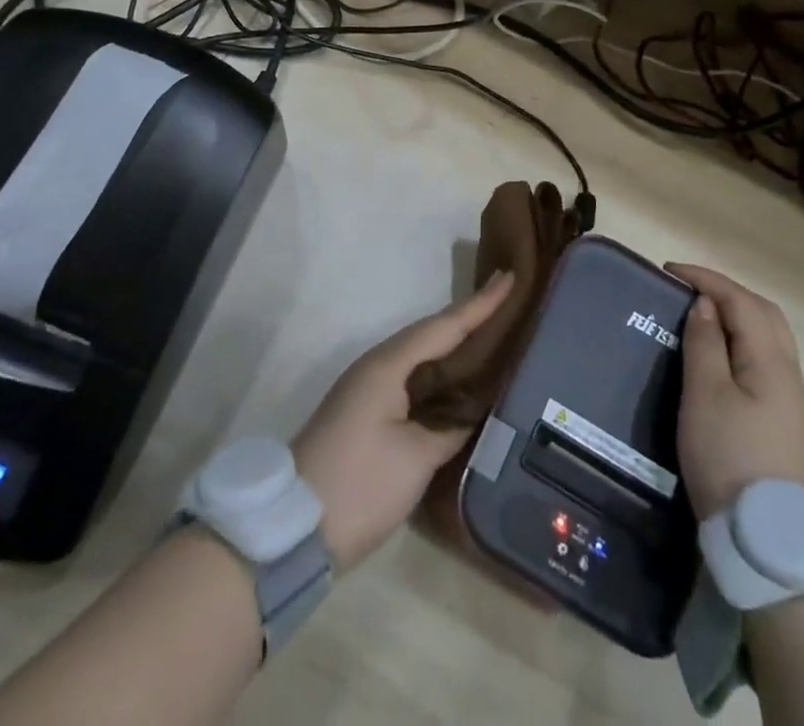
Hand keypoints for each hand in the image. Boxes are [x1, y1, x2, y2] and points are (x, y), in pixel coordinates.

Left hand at [292, 270, 513, 571]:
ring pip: (420, 357)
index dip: (480, 305)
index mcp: (388, 366)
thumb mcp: (415, 458)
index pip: (444, 326)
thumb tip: (472, 412)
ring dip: (453, 345)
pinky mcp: (366, 414)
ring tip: (493, 335)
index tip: (509, 277)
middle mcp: (377, 367)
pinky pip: (411, 379)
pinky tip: (459, 382)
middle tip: (507, 303)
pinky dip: (439, 374)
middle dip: (468, 319)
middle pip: (431, 334)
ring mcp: (368, 390)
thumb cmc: (359, 484)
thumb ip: (450, 428)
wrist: (294, 527)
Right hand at [666, 263, 803, 519]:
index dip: (707, 279)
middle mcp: (789, 372)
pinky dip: (743, 338)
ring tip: (702, 314)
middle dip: (727, 292)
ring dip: (738, 314)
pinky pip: (766, 357)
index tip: (670, 271)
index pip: (741, 301)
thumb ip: (705, 342)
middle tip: (688, 289)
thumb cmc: (726, 454)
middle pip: (764, 313)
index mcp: (771, 361)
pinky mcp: (784, 418)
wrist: (763, 534)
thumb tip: (707, 304)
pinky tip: (722, 351)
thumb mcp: (705, 394)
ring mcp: (791, 398)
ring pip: (769, 336)